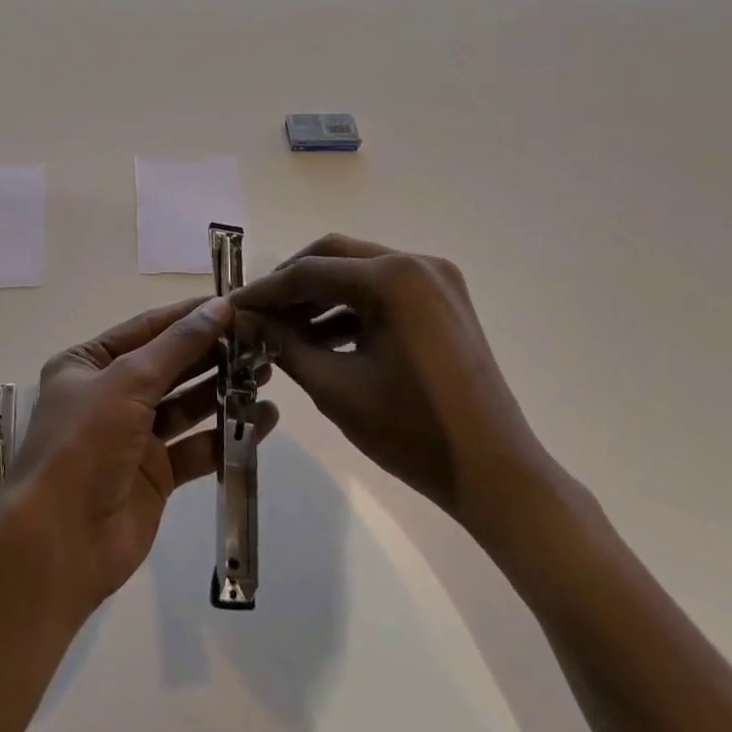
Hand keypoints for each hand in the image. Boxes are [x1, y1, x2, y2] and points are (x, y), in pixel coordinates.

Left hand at [2, 296, 278, 614]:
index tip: (233, 304)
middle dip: (212, 353)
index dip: (189, 316)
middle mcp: (109, 394)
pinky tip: (263, 418)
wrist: (62, 541)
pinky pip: (196, 445)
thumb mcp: (128, 380)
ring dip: (223, 389)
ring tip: (267, 372)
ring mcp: (133, 436)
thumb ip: (178, 345)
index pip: (146, 328)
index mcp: (88, 363)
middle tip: (260, 340)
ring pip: (185, 405)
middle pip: (169, 365)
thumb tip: (219, 306)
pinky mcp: (155, 475)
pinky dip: (226, 432)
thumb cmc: (86, 442)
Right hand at [231, 235, 556, 542]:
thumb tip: (242, 319)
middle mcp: (417, 263)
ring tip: (283, 329)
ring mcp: (436, 280)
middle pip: (334, 256)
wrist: (497, 476)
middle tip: (258, 312)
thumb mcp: (335, 386)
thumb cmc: (412, 433)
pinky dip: (350, 308)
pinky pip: (384, 290)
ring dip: (320, 295)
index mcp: (393, 278)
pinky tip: (321, 337)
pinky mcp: (444, 301)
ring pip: (358, 271)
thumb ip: (283, 343)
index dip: (266, 290)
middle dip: (292, 283)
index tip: (233, 307)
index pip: (310, 271)